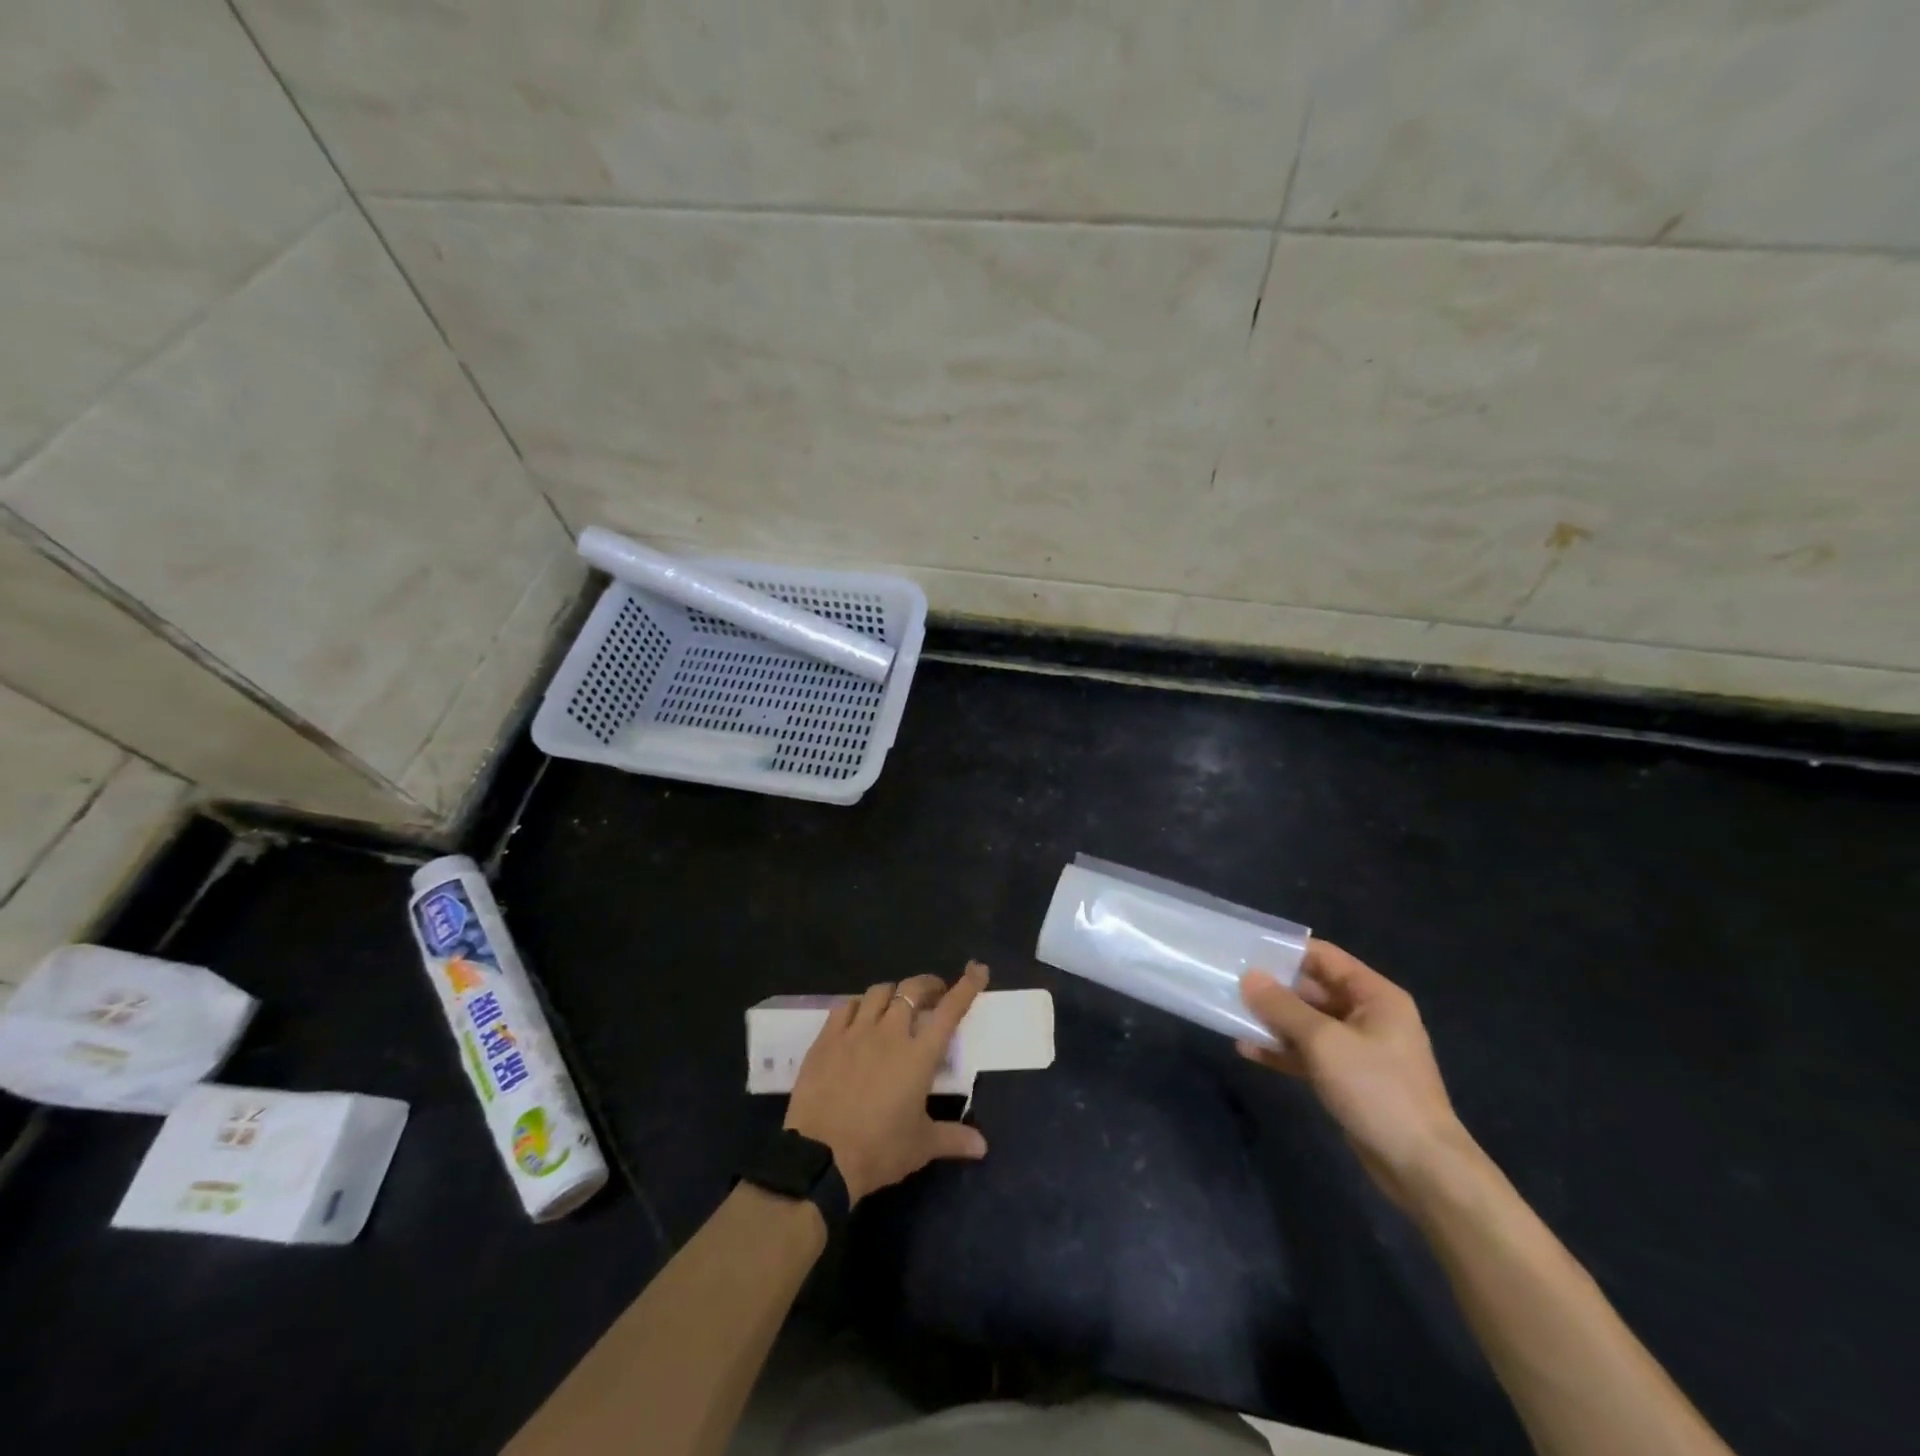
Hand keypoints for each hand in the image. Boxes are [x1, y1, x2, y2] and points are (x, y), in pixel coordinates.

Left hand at [785, 962, 990, 1203]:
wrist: (819, 1157)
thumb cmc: (879, 1150)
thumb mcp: (921, 1147)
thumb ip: (953, 1138)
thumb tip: (982, 1145)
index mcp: (918, 1055)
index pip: (949, 1011)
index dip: (966, 987)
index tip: (978, 970)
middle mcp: (889, 1033)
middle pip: (912, 990)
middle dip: (928, 985)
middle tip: (934, 995)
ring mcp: (855, 1032)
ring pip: (878, 992)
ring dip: (893, 993)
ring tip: (896, 1005)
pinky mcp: (826, 1039)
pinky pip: (845, 1006)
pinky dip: (858, 1005)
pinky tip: (859, 1017)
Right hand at [1239, 940, 1471, 1207]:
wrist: (1421, 1167)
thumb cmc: (1377, 1089)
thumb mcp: (1324, 1041)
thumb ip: (1283, 1007)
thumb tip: (1249, 977)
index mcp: (1375, 996)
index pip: (1325, 957)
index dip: (1286, 951)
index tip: (1246, 950)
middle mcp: (1369, 1015)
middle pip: (1313, 990)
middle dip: (1273, 989)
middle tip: (1230, 984)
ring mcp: (1359, 1049)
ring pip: (1308, 1023)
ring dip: (1273, 1021)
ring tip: (1232, 1016)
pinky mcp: (1349, 1079)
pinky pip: (1310, 1053)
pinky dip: (1283, 1051)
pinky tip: (1249, 1050)